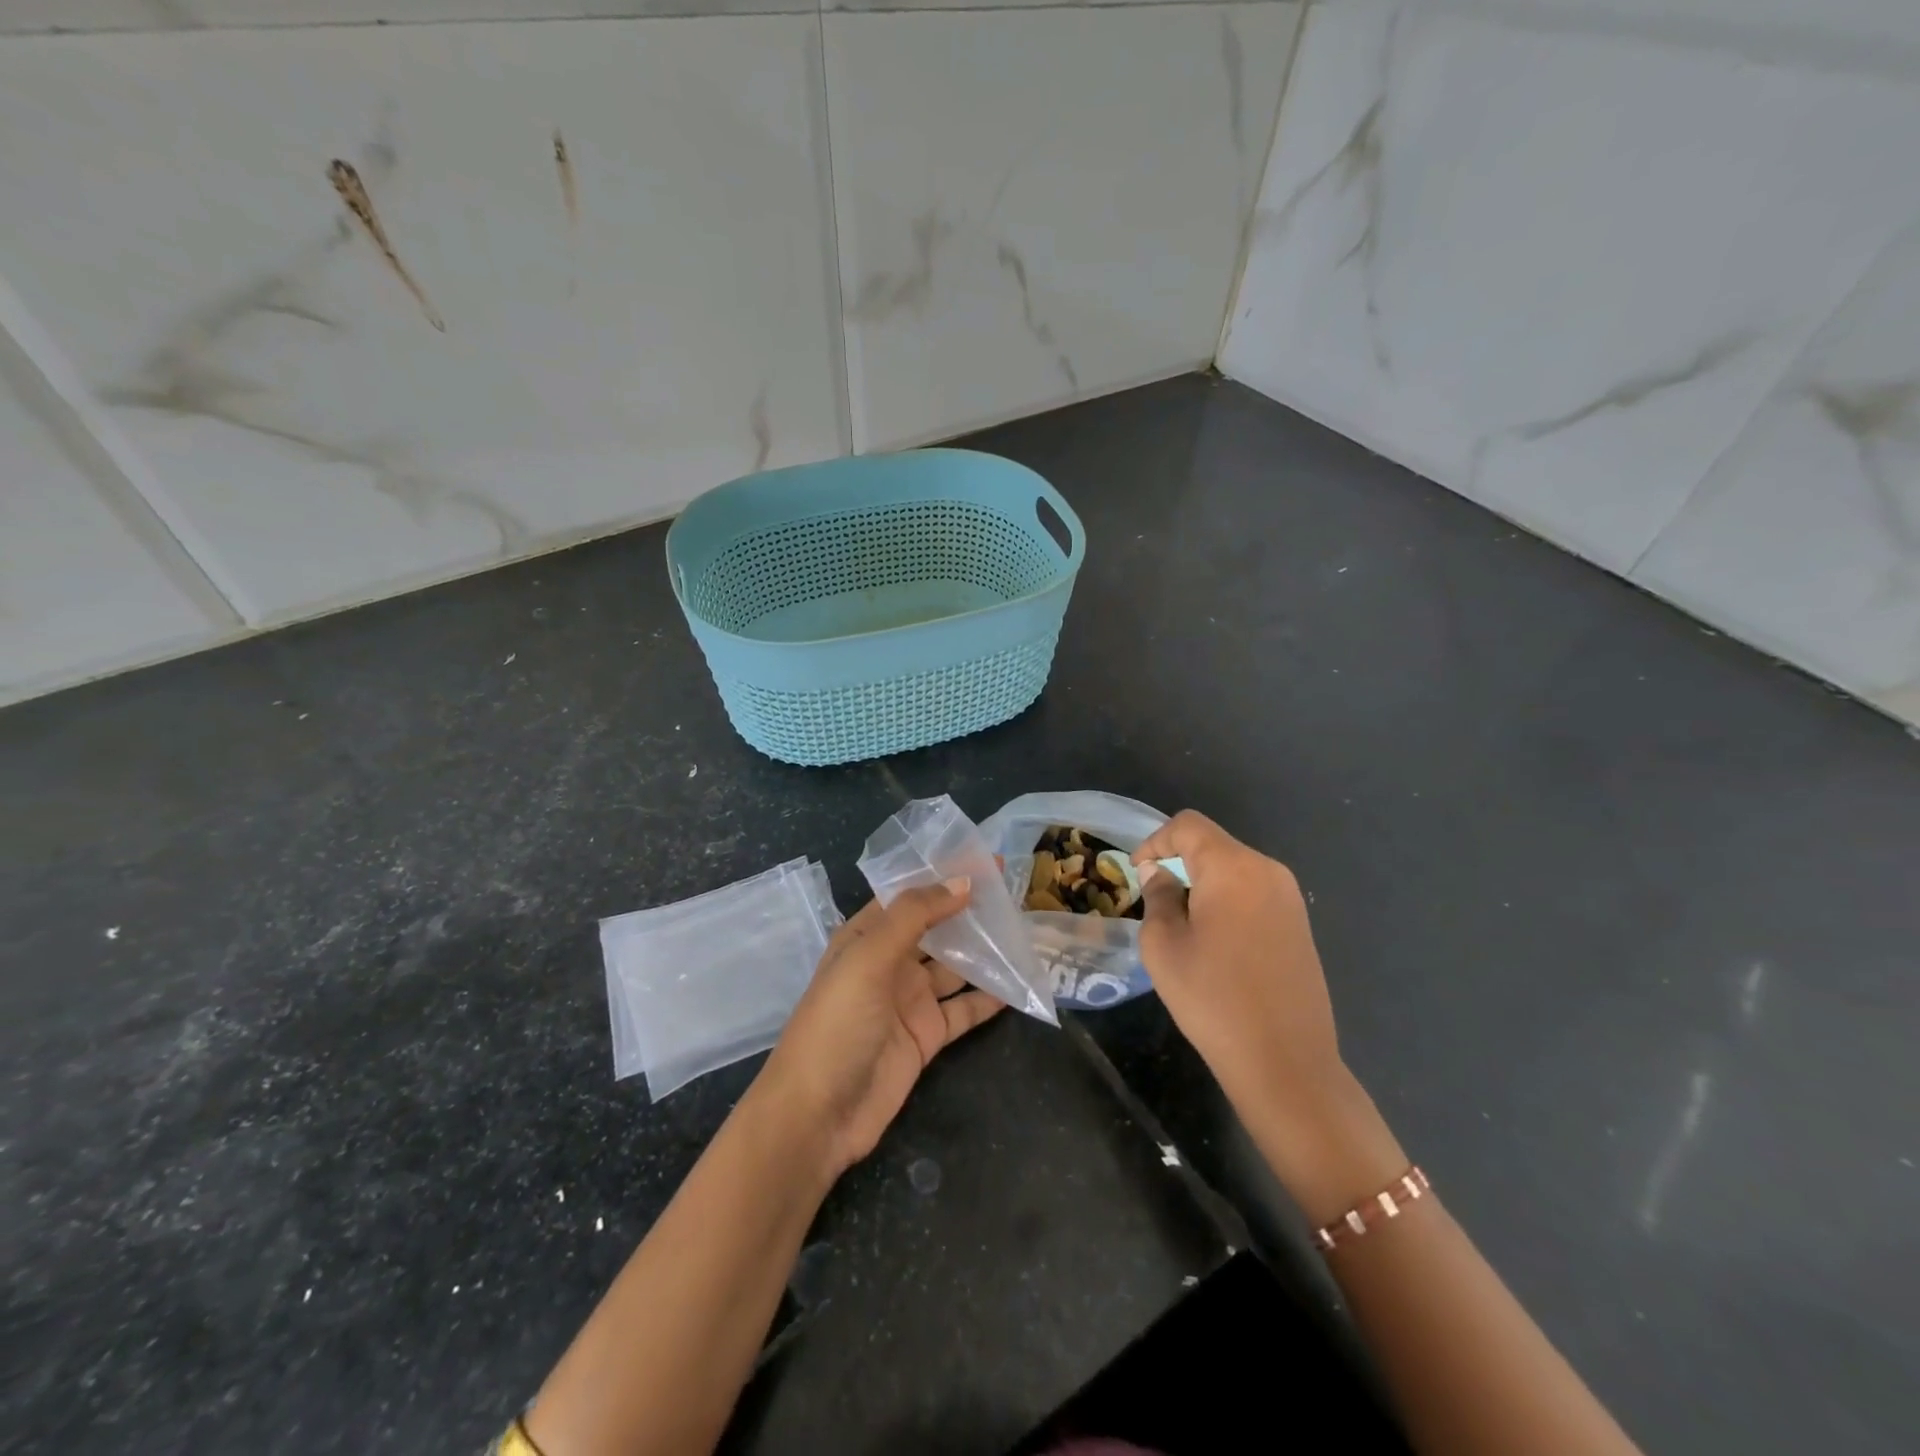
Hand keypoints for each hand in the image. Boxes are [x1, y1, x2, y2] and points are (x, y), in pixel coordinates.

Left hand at [753, 879, 1004, 1179]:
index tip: (988, 861)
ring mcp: (909, 1000)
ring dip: (984, 951)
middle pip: (936, 928)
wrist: (818, 1115)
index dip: (945, 876)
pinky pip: (964, 1009)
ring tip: (1025, 931)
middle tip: (1016, 893)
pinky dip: (989, 997)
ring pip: (955, 966)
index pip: (910, 895)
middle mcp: (889, 962)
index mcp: (865, 936)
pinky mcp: (927, 1036)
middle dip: (970, 911)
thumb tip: (963, 882)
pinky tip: (1018, 982)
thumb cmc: (836, 1023)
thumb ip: (915, 916)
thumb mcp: (868, 958)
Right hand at [1133, 811, 1402, 1220]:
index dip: (1156, 841)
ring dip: (1203, 883)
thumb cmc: (1213, 998)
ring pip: (1234, 869)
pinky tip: (1216, 941)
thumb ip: (1159, 897)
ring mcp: (1289, 898)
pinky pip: (1254, 893)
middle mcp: (1267, 871)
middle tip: (1155, 900)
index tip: (1138, 873)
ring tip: (1182, 923)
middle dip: (1179, 862)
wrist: (1285, 1062)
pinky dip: (1227, 901)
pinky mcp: (1300, 924)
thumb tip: (1162, 875)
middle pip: (1214, 845)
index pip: (1188, 826)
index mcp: (1233, 868)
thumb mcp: (1164, 945)